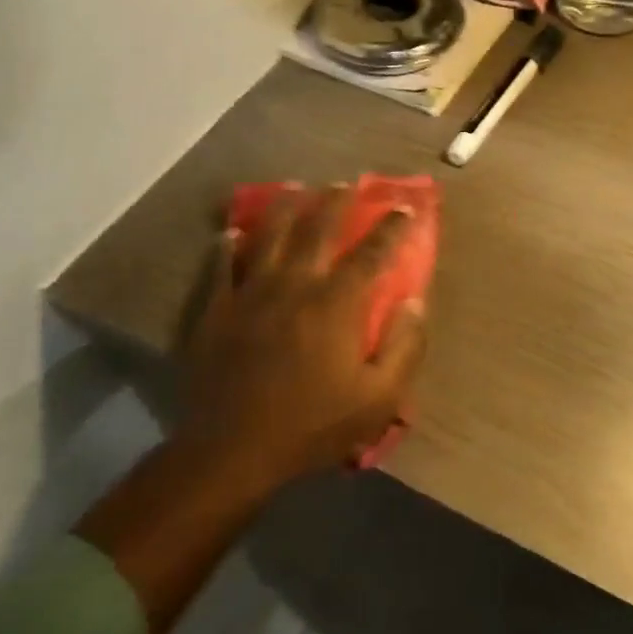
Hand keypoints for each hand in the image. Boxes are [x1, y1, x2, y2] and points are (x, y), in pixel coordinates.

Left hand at [173, 186, 426, 489]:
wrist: (232, 451)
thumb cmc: (312, 427)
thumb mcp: (378, 400)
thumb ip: (405, 347)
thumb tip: (415, 302)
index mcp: (337, 303)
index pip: (372, 252)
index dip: (392, 227)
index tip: (405, 207)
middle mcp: (295, 284)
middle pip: (318, 228)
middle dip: (336, 201)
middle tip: (346, 182)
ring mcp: (251, 293)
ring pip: (270, 235)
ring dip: (286, 207)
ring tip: (295, 188)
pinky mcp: (217, 309)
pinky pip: (222, 266)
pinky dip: (228, 246)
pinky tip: (231, 233)